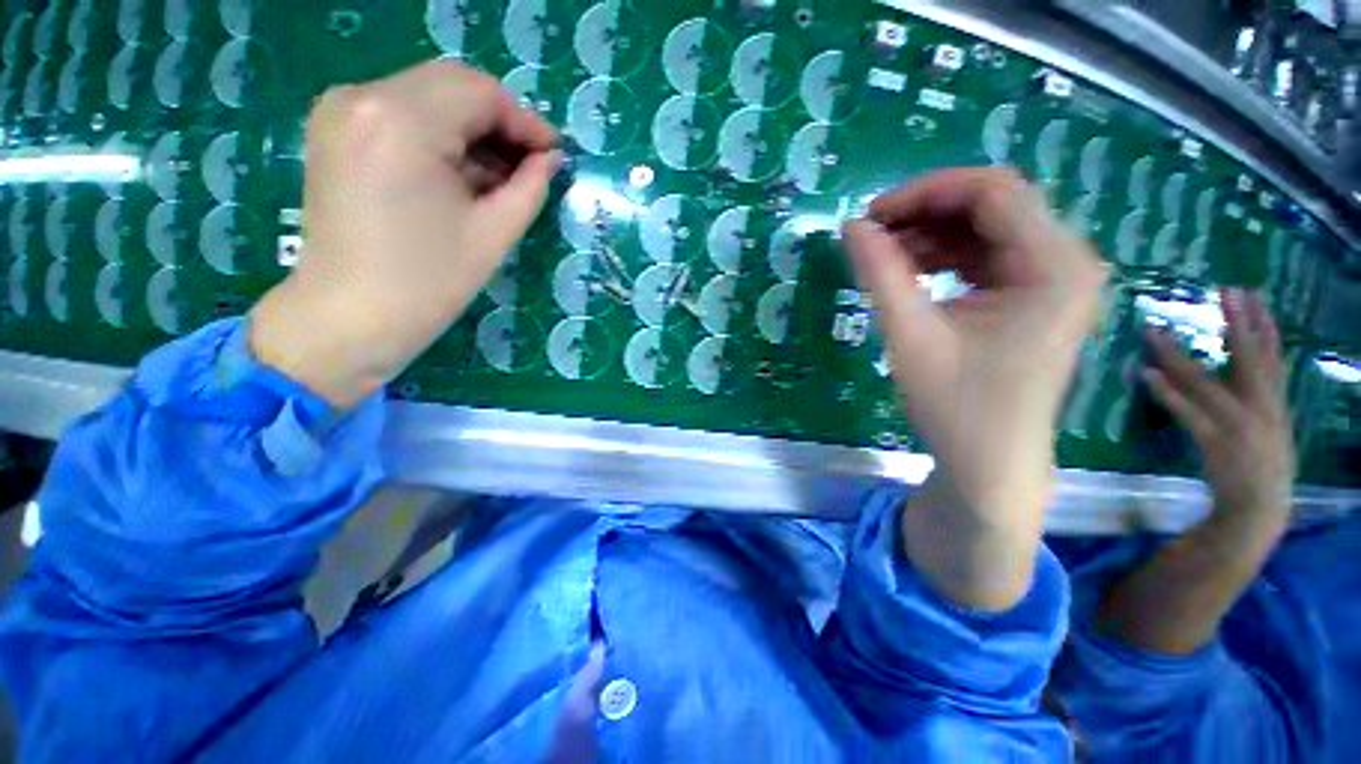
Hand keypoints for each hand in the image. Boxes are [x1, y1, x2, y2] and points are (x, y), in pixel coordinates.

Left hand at [251, 60, 561, 408]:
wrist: (347, 319)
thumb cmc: (427, 283)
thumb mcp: (493, 234)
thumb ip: (530, 187)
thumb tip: (550, 159)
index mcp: (402, 120)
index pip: (480, 92)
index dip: (525, 121)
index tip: (553, 155)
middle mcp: (363, 96)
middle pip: (452, 86)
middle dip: (499, 123)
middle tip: (531, 166)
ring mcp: (340, 110)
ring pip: (428, 98)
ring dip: (471, 131)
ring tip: (501, 178)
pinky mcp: (334, 131)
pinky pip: (401, 115)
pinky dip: (439, 137)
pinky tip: (462, 176)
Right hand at [843, 169, 1107, 609]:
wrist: (990, 464)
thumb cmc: (957, 407)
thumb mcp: (911, 336)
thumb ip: (881, 275)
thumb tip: (851, 227)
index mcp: (1055, 266)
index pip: (993, 192)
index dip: (926, 193)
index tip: (871, 217)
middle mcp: (1067, 261)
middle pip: (993, 206)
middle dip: (926, 214)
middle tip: (872, 237)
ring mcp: (1053, 280)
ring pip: (986, 230)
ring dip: (931, 236)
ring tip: (884, 259)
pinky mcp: (1033, 297)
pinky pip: (986, 257)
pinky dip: (944, 258)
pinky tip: (910, 275)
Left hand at [1143, 289, 1294, 530]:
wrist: (1260, 510)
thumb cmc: (1261, 465)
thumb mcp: (1269, 426)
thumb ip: (1257, 396)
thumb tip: (1243, 367)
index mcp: (1274, 402)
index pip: (1271, 354)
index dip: (1262, 323)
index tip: (1250, 293)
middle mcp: (1261, 407)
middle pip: (1248, 358)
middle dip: (1238, 323)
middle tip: (1226, 289)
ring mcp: (1237, 424)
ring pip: (1205, 381)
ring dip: (1178, 355)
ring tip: (1154, 330)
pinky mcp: (1214, 441)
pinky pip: (1187, 413)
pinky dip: (1167, 392)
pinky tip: (1147, 373)